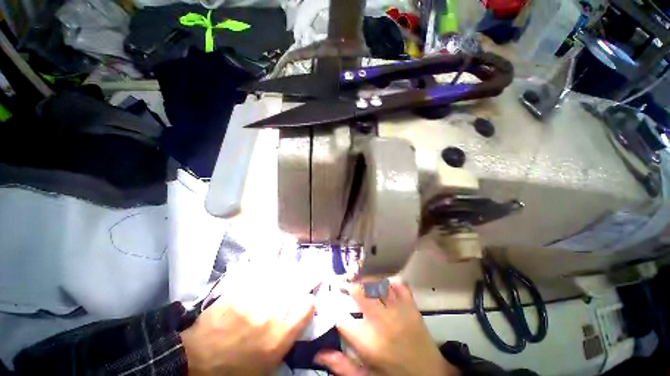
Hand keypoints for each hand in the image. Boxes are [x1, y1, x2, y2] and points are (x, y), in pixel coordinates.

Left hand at [180, 262, 317, 375]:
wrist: (199, 358)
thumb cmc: (236, 366)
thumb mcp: (268, 364)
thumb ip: (288, 338)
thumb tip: (300, 315)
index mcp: (280, 337)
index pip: (307, 308)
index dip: (311, 300)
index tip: (311, 296)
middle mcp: (271, 314)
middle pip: (297, 285)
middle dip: (309, 273)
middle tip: (315, 263)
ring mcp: (254, 298)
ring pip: (279, 273)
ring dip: (289, 261)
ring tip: (294, 249)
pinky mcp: (240, 289)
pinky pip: (259, 269)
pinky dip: (268, 258)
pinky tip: (273, 249)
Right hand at [315, 279, 459, 375]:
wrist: (430, 375)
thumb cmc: (393, 375)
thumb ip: (341, 366)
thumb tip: (318, 353)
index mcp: (368, 342)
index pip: (342, 317)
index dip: (334, 307)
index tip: (333, 304)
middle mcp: (381, 322)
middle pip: (359, 291)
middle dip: (349, 286)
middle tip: (346, 288)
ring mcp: (398, 310)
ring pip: (377, 283)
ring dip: (367, 281)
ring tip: (362, 284)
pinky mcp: (411, 305)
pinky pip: (397, 284)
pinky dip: (388, 282)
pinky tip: (383, 287)